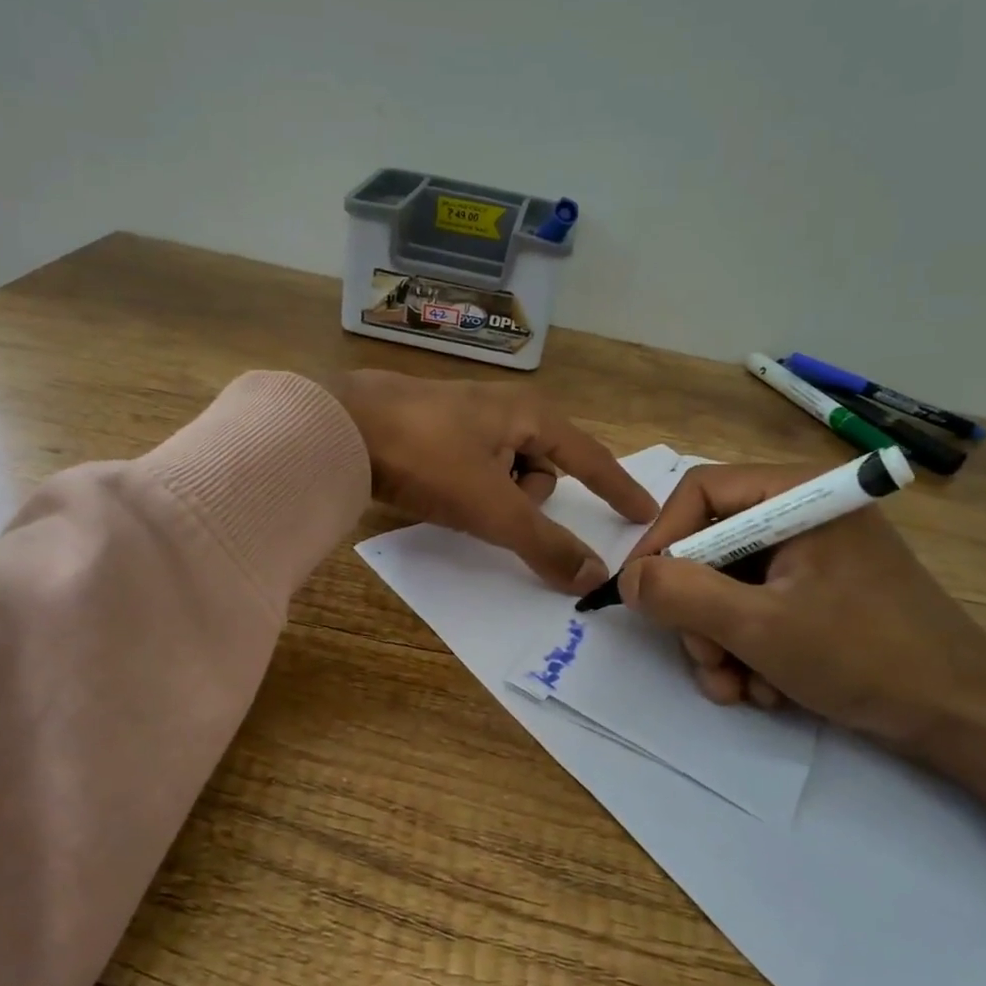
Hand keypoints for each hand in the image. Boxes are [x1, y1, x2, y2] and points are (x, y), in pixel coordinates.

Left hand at [330, 370, 657, 593]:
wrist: (340, 427)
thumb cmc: (429, 457)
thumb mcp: (493, 506)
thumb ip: (544, 543)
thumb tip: (592, 577)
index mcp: (531, 415)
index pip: (591, 457)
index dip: (617, 487)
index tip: (644, 512)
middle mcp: (505, 409)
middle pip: (543, 471)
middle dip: (525, 499)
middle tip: (491, 508)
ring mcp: (466, 417)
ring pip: (505, 474)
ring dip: (492, 498)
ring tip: (454, 498)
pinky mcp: (434, 431)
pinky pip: (473, 470)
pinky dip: (467, 489)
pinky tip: (435, 491)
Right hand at [618, 463, 985, 869]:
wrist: (968, 721)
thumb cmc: (866, 657)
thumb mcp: (759, 626)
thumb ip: (682, 594)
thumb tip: (628, 578)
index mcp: (799, 495)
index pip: (701, 492)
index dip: (660, 539)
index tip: (639, 593)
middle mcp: (804, 516)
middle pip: (712, 546)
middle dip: (699, 613)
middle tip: (707, 662)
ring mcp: (815, 557)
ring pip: (729, 586)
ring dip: (721, 642)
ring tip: (739, 690)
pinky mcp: (822, 594)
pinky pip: (759, 609)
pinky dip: (750, 650)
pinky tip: (767, 689)